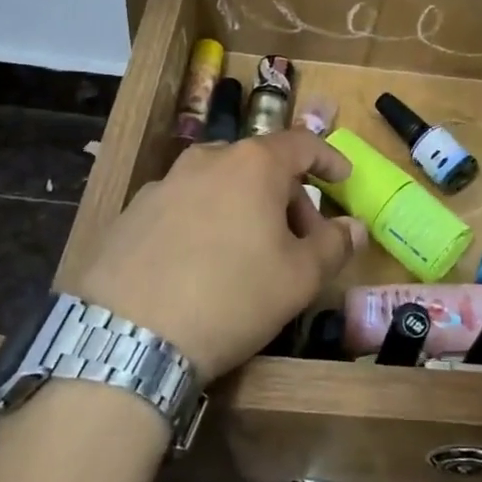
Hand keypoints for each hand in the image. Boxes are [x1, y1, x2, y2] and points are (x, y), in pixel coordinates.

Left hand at [75, 132, 366, 379]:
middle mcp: (207, 160)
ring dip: (247, 209)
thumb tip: (354, 226)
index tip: (344, 179)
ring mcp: (163, 184)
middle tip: (301, 242)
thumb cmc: (231, 297)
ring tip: (251, 256)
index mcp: (253, 164)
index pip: (303, 144)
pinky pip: (186, 207)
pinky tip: (202, 267)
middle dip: (289, 198)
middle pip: (261, 166)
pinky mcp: (132, 213)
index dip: (329, 159)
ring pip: (221, 185)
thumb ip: (334, 245)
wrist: (127, 338)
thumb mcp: (299, 279)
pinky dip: (207, 223)